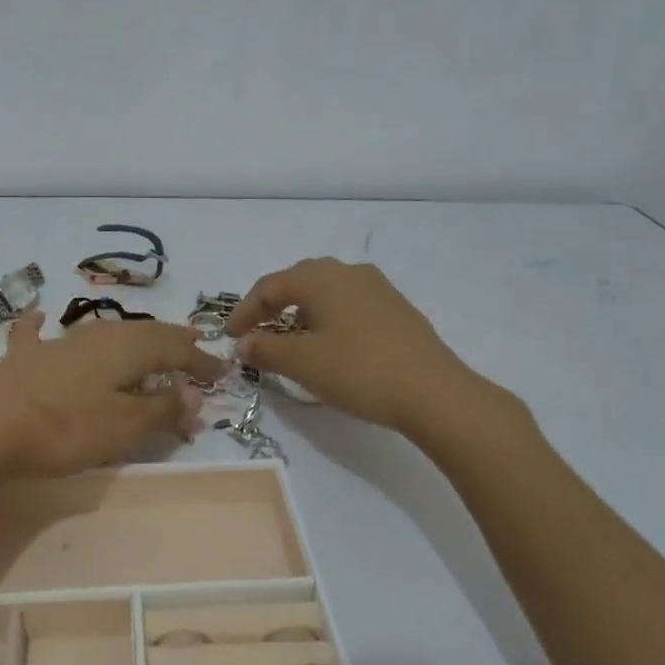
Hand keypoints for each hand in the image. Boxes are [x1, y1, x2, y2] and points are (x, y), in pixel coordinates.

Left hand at [0, 311, 222, 478]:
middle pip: (143, 333)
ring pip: (104, 333)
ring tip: (147, 341)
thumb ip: (162, 408)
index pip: (175, 349)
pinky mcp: (23, 358)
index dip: (200, 361)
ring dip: (131, 338)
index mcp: (127, 349)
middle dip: (171, 341)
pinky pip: (39, 335)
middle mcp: (96, 336)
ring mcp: (57, 344)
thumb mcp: (124, 426)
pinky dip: (43, 326)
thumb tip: (195, 395)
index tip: (222, 373)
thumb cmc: (66, 429)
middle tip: (192, 347)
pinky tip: (39, 316)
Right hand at [230, 258, 511, 436]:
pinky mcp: (396, 309)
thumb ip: (266, 349)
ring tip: (290, 341)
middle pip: (298, 282)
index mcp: (321, 277)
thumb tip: (245, 342)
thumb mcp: (302, 363)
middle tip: (256, 333)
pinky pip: (349, 306)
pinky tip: (330, 346)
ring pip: (326, 293)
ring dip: (301, 314)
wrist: (433, 392)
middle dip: (272, 307)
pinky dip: (328, 320)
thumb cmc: (358, 371)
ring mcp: (378, 288)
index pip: (270, 286)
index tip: (231, 337)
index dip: (245, 311)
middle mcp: (349, 272)